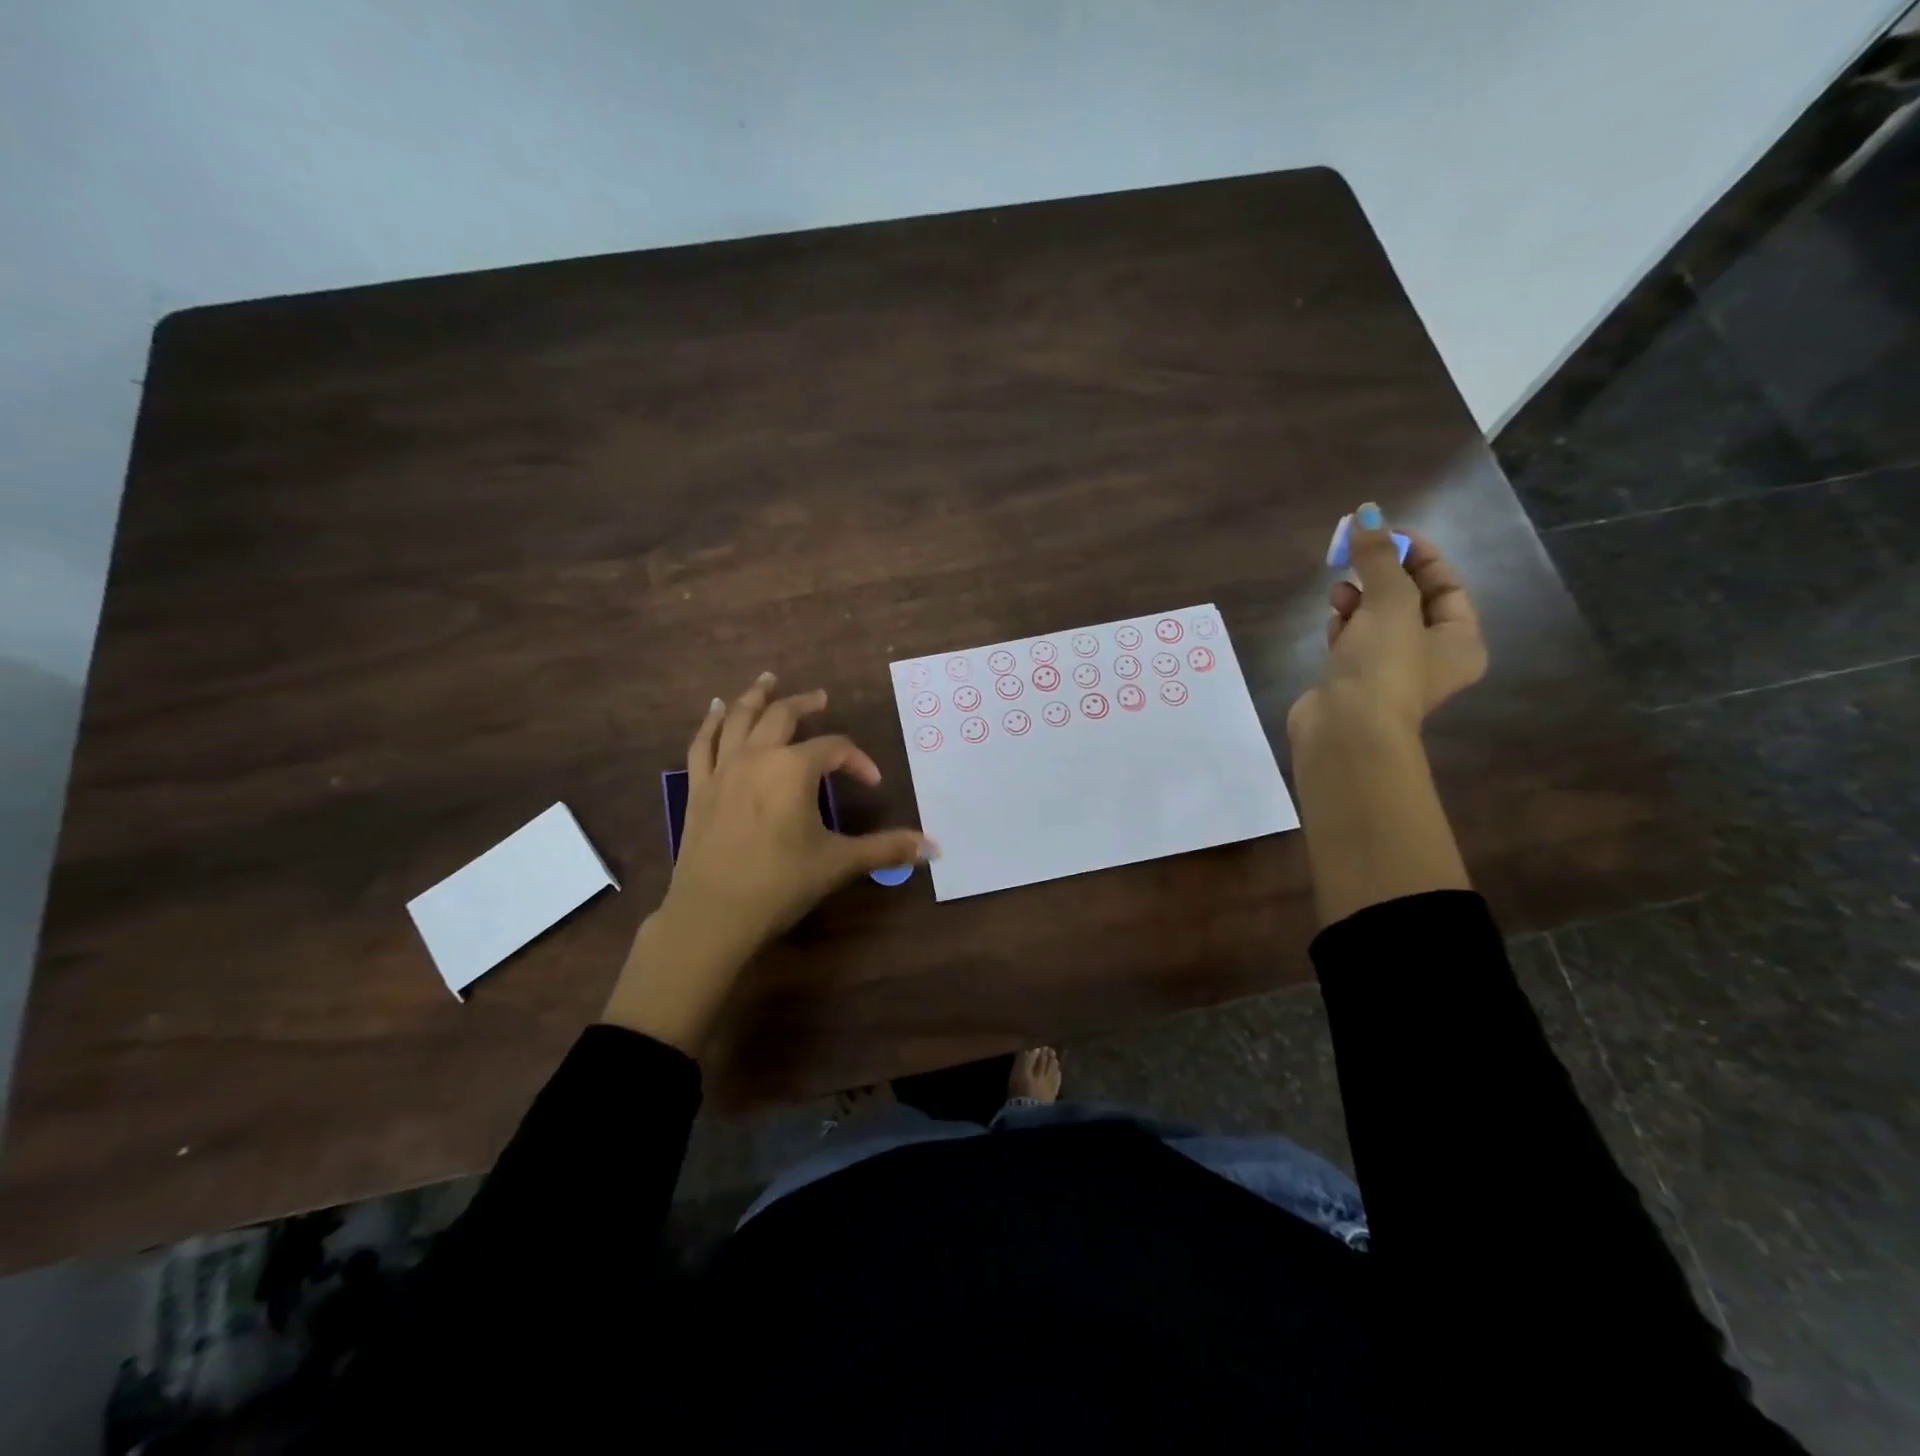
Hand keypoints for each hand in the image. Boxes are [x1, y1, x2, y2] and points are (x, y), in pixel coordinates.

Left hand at [602, 672, 935, 1054]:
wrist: (712, 914)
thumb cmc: (780, 883)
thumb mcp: (838, 863)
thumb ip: (886, 849)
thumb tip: (934, 848)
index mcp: (794, 769)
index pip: (835, 749)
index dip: (858, 761)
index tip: (872, 784)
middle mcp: (757, 757)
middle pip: (783, 716)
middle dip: (805, 704)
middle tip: (821, 698)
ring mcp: (723, 770)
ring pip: (738, 719)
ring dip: (754, 697)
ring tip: (766, 680)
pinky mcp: (698, 789)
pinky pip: (702, 744)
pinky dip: (709, 722)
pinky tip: (714, 709)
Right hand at [1287, 503, 1486, 745]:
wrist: (1345, 731)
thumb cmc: (1383, 666)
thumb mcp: (1389, 603)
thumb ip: (1378, 557)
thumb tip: (1366, 512)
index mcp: (1460, 640)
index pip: (1446, 583)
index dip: (1417, 553)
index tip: (1383, 533)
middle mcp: (1431, 657)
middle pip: (1408, 600)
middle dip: (1381, 577)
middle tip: (1354, 559)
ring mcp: (1390, 671)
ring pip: (1376, 620)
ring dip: (1358, 601)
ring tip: (1338, 595)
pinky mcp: (1354, 681)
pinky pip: (1352, 641)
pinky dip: (1343, 627)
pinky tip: (1332, 623)